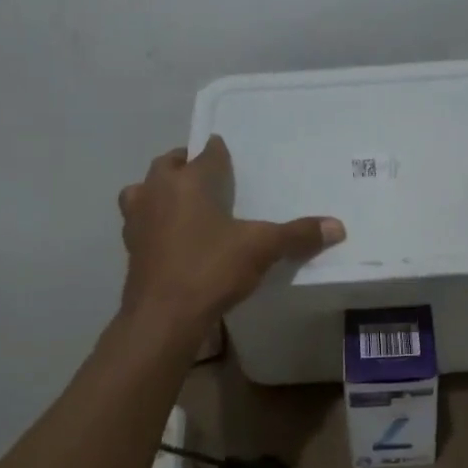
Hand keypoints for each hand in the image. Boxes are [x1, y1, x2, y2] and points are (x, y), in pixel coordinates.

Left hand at [118, 136, 343, 335]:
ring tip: (182, 202)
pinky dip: (152, 221)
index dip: (219, 151)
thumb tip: (338, 226)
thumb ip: (297, 235)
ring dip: (160, 190)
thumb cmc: (210, 269)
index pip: (206, 153)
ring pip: (143, 190)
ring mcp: (137, 218)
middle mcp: (157, 190)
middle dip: (185, 164)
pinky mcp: (129, 246)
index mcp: (188, 181)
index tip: (228, 154)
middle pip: (168, 164)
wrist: (163, 315)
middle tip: (206, 176)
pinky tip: (170, 236)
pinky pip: (140, 221)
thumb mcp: (262, 249)